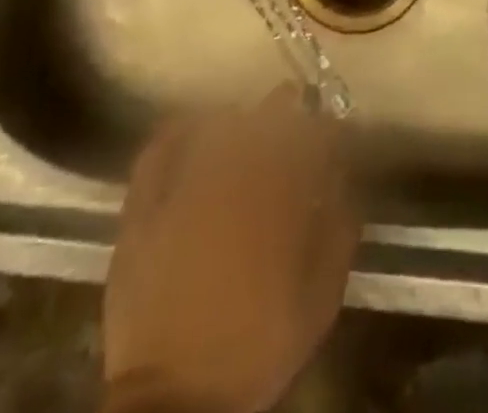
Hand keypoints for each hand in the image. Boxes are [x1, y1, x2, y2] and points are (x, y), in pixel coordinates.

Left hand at [102, 88, 361, 412]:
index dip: (323, 125)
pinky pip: (159, 149)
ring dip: (238, 117)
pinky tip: (191, 125)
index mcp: (278, 200)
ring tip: (248, 119)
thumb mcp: (320, 298)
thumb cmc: (258, 348)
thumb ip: (339, 231)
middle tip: (292, 103)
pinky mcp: (143, 209)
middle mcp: (232, 182)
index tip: (331, 126)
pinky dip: (178, 129)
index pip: (308, 137)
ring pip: (216, 127)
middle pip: (262, 121)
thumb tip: (344, 180)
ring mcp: (182, 191)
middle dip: (284, 107)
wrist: (177, 403)